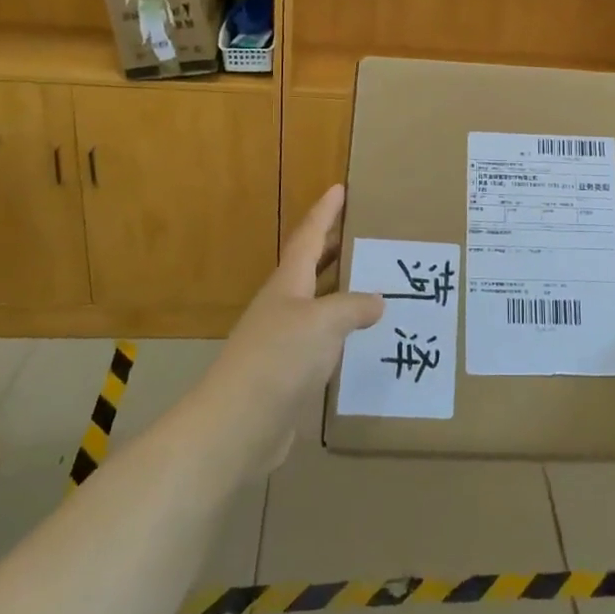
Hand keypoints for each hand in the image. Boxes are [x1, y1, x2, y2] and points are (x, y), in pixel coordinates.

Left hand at [191, 185, 383, 476]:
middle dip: (336, 246)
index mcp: (289, 283)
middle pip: (312, 266)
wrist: (237, 425)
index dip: (325, 212)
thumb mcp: (323, 322)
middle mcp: (285, 305)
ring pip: (320, 303)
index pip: (309, 237)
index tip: (340, 188)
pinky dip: (344, 330)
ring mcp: (285, 340)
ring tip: (377, 281)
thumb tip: (377, 301)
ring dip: (344, 289)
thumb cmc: (279, 359)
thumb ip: (352, 306)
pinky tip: (364, 338)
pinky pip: (324, 339)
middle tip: (366, 231)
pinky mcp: (290, 372)